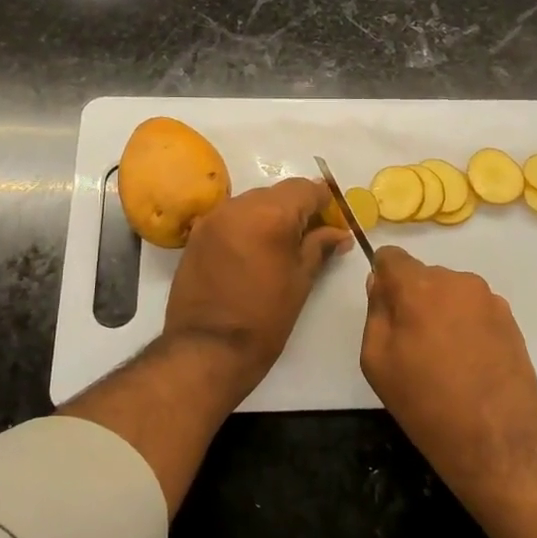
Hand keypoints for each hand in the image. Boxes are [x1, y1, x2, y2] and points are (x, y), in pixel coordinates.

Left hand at [164, 178, 350, 398]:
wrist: (207, 349)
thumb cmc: (264, 319)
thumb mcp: (301, 282)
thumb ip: (320, 247)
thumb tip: (339, 233)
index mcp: (271, 215)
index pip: (306, 188)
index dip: (324, 202)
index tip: (333, 222)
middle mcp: (239, 206)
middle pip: (278, 192)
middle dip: (297, 208)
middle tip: (311, 236)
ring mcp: (214, 218)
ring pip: (252, 201)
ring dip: (271, 215)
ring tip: (280, 246)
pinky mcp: (197, 234)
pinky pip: (231, 217)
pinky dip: (247, 224)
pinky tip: (254, 251)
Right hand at [360, 247, 536, 494]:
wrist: (495, 438)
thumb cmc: (425, 402)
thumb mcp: (377, 360)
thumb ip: (376, 312)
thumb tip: (380, 283)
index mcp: (418, 287)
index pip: (392, 257)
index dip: (384, 277)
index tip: (386, 308)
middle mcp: (456, 281)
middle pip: (423, 276)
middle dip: (414, 299)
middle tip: (413, 343)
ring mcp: (487, 298)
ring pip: (450, 292)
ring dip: (442, 311)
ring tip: (445, 357)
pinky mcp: (509, 318)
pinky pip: (474, 308)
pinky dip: (466, 324)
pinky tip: (469, 361)